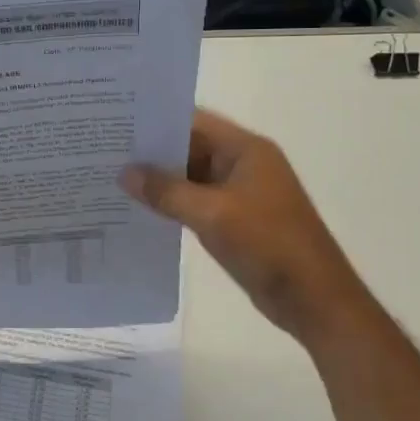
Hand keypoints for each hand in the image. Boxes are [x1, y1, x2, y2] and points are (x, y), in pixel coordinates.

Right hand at [121, 108, 377, 352]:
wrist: (314, 300)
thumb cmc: (269, 245)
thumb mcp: (213, 214)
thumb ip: (167, 191)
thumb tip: (125, 173)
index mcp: (246, 150)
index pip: (194, 121)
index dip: (157, 120)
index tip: (116, 122)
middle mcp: (243, 164)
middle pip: (190, 147)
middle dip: (152, 151)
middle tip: (104, 151)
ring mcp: (240, 193)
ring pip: (191, 177)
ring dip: (159, 180)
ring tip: (112, 178)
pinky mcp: (235, 220)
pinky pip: (196, 202)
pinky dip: (172, 203)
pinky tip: (139, 209)